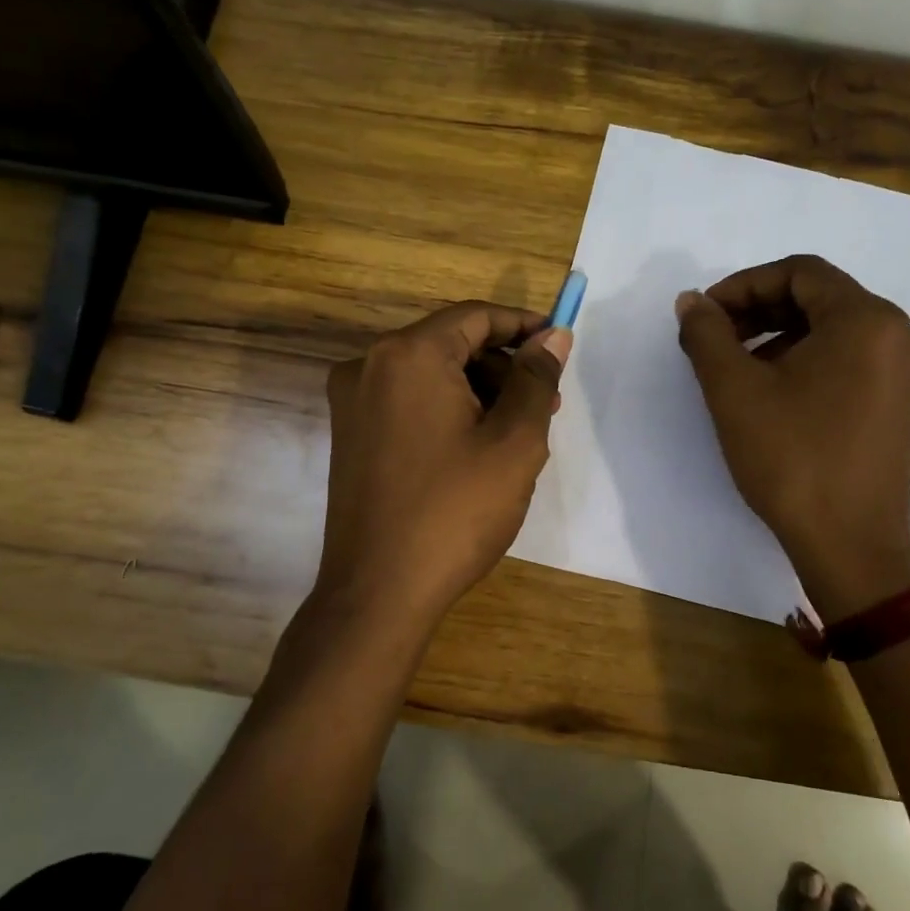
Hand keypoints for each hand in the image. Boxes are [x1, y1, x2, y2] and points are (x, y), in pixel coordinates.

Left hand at [316, 301, 569, 623]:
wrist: (378, 593)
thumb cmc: (455, 512)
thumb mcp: (514, 442)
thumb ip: (536, 380)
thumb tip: (554, 337)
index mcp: (408, 356)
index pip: (475, 317)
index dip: (523, 326)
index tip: (559, 347)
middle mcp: (369, 366)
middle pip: (451, 344)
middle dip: (503, 368)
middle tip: (545, 406)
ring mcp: (353, 403)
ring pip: (431, 376)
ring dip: (479, 392)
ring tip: (517, 436)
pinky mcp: (350, 436)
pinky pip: (409, 403)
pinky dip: (448, 412)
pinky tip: (477, 452)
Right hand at [676, 255, 909, 621]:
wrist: (848, 545)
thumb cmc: (791, 459)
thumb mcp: (734, 390)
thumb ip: (707, 334)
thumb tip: (691, 302)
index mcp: (868, 320)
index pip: (799, 272)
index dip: (744, 285)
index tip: (705, 316)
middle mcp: (902, 333)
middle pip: (820, 297)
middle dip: (761, 310)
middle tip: (715, 338)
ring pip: (836, 328)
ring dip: (782, 334)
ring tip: (738, 367)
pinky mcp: (907, 399)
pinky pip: (854, 356)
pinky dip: (810, 358)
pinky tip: (776, 388)